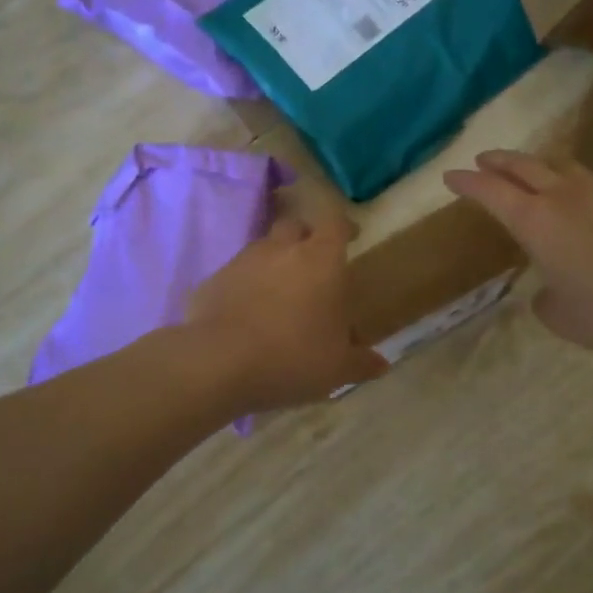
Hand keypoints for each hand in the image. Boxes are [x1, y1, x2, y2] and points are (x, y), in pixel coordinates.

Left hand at [185, 212, 387, 411]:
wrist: (217, 363)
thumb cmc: (292, 357)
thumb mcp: (336, 368)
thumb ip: (360, 362)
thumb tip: (380, 364)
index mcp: (320, 260)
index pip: (335, 223)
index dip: (344, 227)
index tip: (351, 235)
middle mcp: (280, 249)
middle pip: (295, 225)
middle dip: (305, 238)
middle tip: (313, 264)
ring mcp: (242, 262)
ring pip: (262, 248)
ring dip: (273, 262)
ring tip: (279, 294)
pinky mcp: (212, 281)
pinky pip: (235, 275)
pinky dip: (244, 287)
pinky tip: (246, 314)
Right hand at [443, 151, 592, 351]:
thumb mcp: (560, 317)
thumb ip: (546, 300)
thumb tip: (548, 293)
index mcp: (535, 222)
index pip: (490, 192)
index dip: (466, 182)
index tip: (450, 175)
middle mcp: (565, 196)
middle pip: (523, 165)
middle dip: (498, 161)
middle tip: (484, 159)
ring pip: (565, 167)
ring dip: (543, 166)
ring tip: (537, 171)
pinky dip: (588, 190)